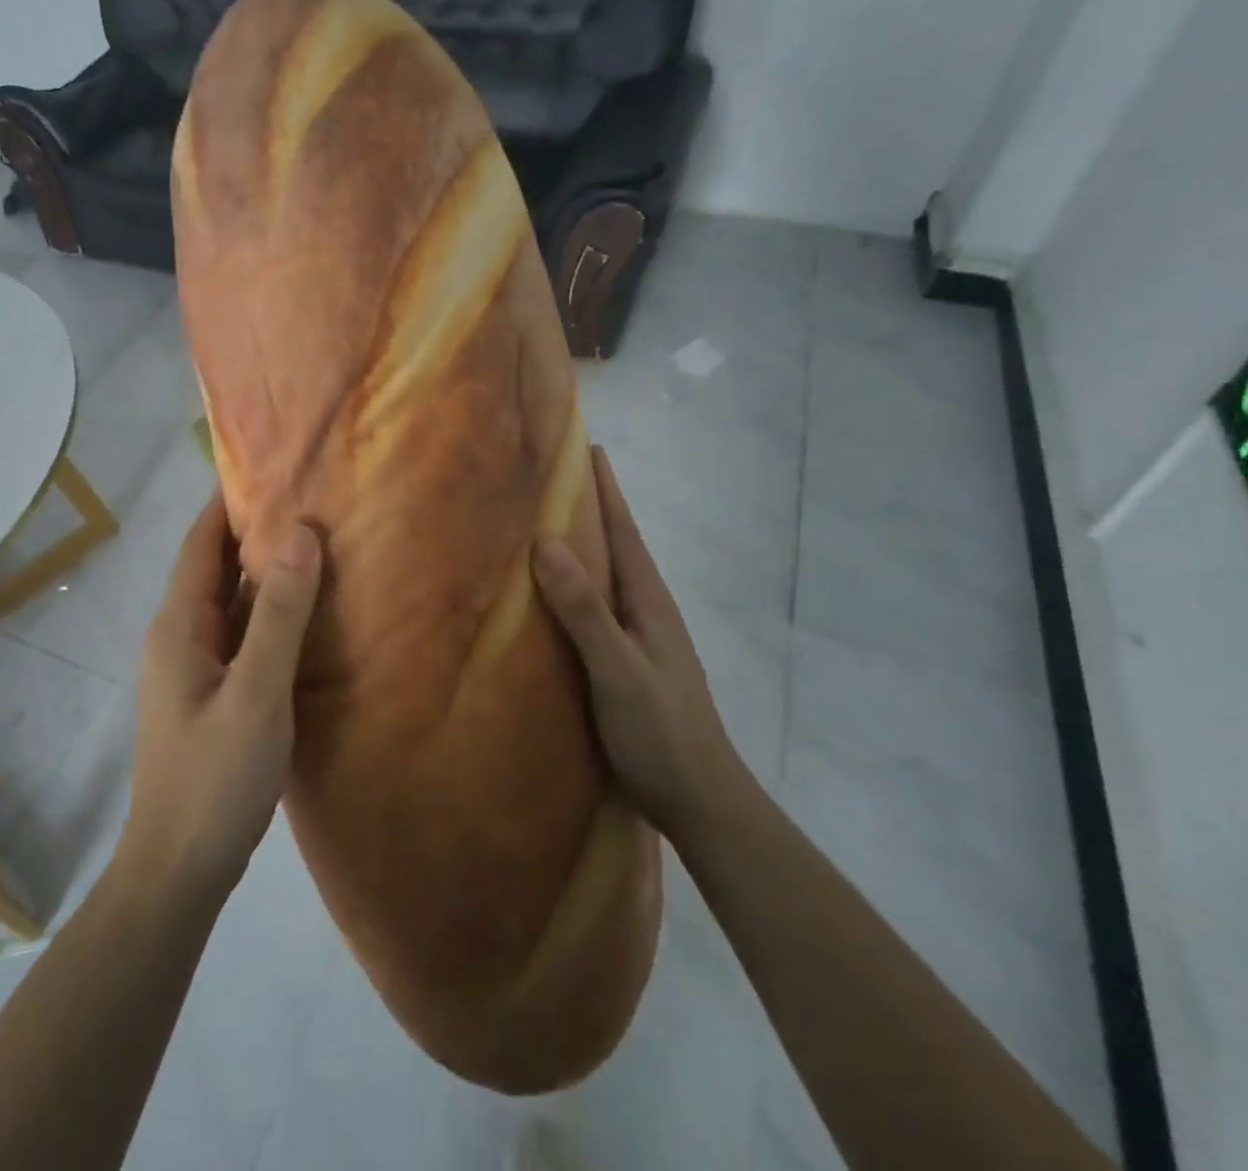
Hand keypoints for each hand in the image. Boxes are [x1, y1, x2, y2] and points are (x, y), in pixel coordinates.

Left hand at [119, 488, 321, 901]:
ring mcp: (195, 668)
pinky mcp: (213, 695)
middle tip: (309, 496)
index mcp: (179, 626)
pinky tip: (309, 613)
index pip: (200, 542)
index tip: (271, 464)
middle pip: (215, 567)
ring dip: (266, 572)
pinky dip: (270, 613)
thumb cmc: (213, 778)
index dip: (229, 500)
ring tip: (317, 541)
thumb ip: (280, 616)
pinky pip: (242, 635)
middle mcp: (180, 637)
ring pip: (231, 602)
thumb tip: (300, 533)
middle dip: (255, 530)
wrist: (178, 870)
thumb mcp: (256, 693)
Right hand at [533, 446, 741, 834]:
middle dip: (592, 508)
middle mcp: (648, 612)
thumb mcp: (617, 668)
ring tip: (546, 525)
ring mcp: (642, 639)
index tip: (587, 446)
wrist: (701, 800)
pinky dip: (578, 588)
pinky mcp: (630, 664)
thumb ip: (585, 609)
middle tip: (554, 478)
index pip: (624, 531)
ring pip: (608, 579)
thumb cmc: (660, 730)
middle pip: (618, 547)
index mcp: (649, 602)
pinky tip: (555, 598)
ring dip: (584, 547)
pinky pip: (600, 609)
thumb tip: (547, 542)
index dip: (606, 489)